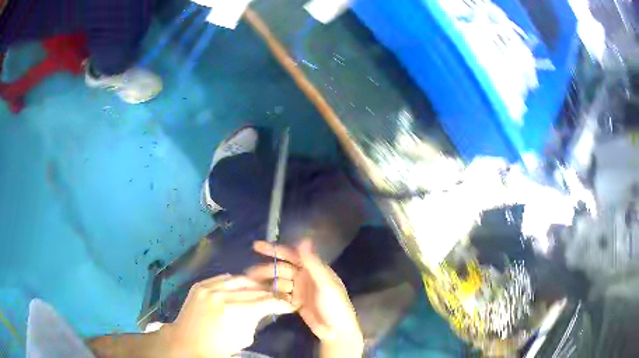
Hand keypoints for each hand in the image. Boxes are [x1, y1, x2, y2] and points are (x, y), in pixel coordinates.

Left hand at [163, 274, 294, 357]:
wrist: (186, 342)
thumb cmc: (217, 346)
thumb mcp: (243, 338)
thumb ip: (254, 320)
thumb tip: (263, 309)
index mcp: (233, 311)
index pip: (264, 302)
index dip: (280, 303)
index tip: (290, 304)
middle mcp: (221, 295)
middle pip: (253, 290)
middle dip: (269, 294)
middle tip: (279, 297)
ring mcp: (208, 287)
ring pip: (238, 279)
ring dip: (253, 285)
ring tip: (262, 289)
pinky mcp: (199, 285)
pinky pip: (222, 278)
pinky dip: (234, 282)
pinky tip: (240, 286)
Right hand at [247, 240, 363, 355]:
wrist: (337, 331)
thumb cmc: (335, 305)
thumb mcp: (325, 284)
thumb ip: (313, 263)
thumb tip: (303, 239)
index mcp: (314, 269)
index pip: (291, 255)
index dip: (274, 250)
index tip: (256, 246)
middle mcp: (305, 277)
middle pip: (281, 269)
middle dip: (266, 269)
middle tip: (249, 273)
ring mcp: (299, 290)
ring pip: (279, 282)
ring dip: (266, 282)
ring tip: (250, 284)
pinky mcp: (295, 302)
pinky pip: (280, 295)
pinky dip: (271, 294)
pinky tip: (259, 295)